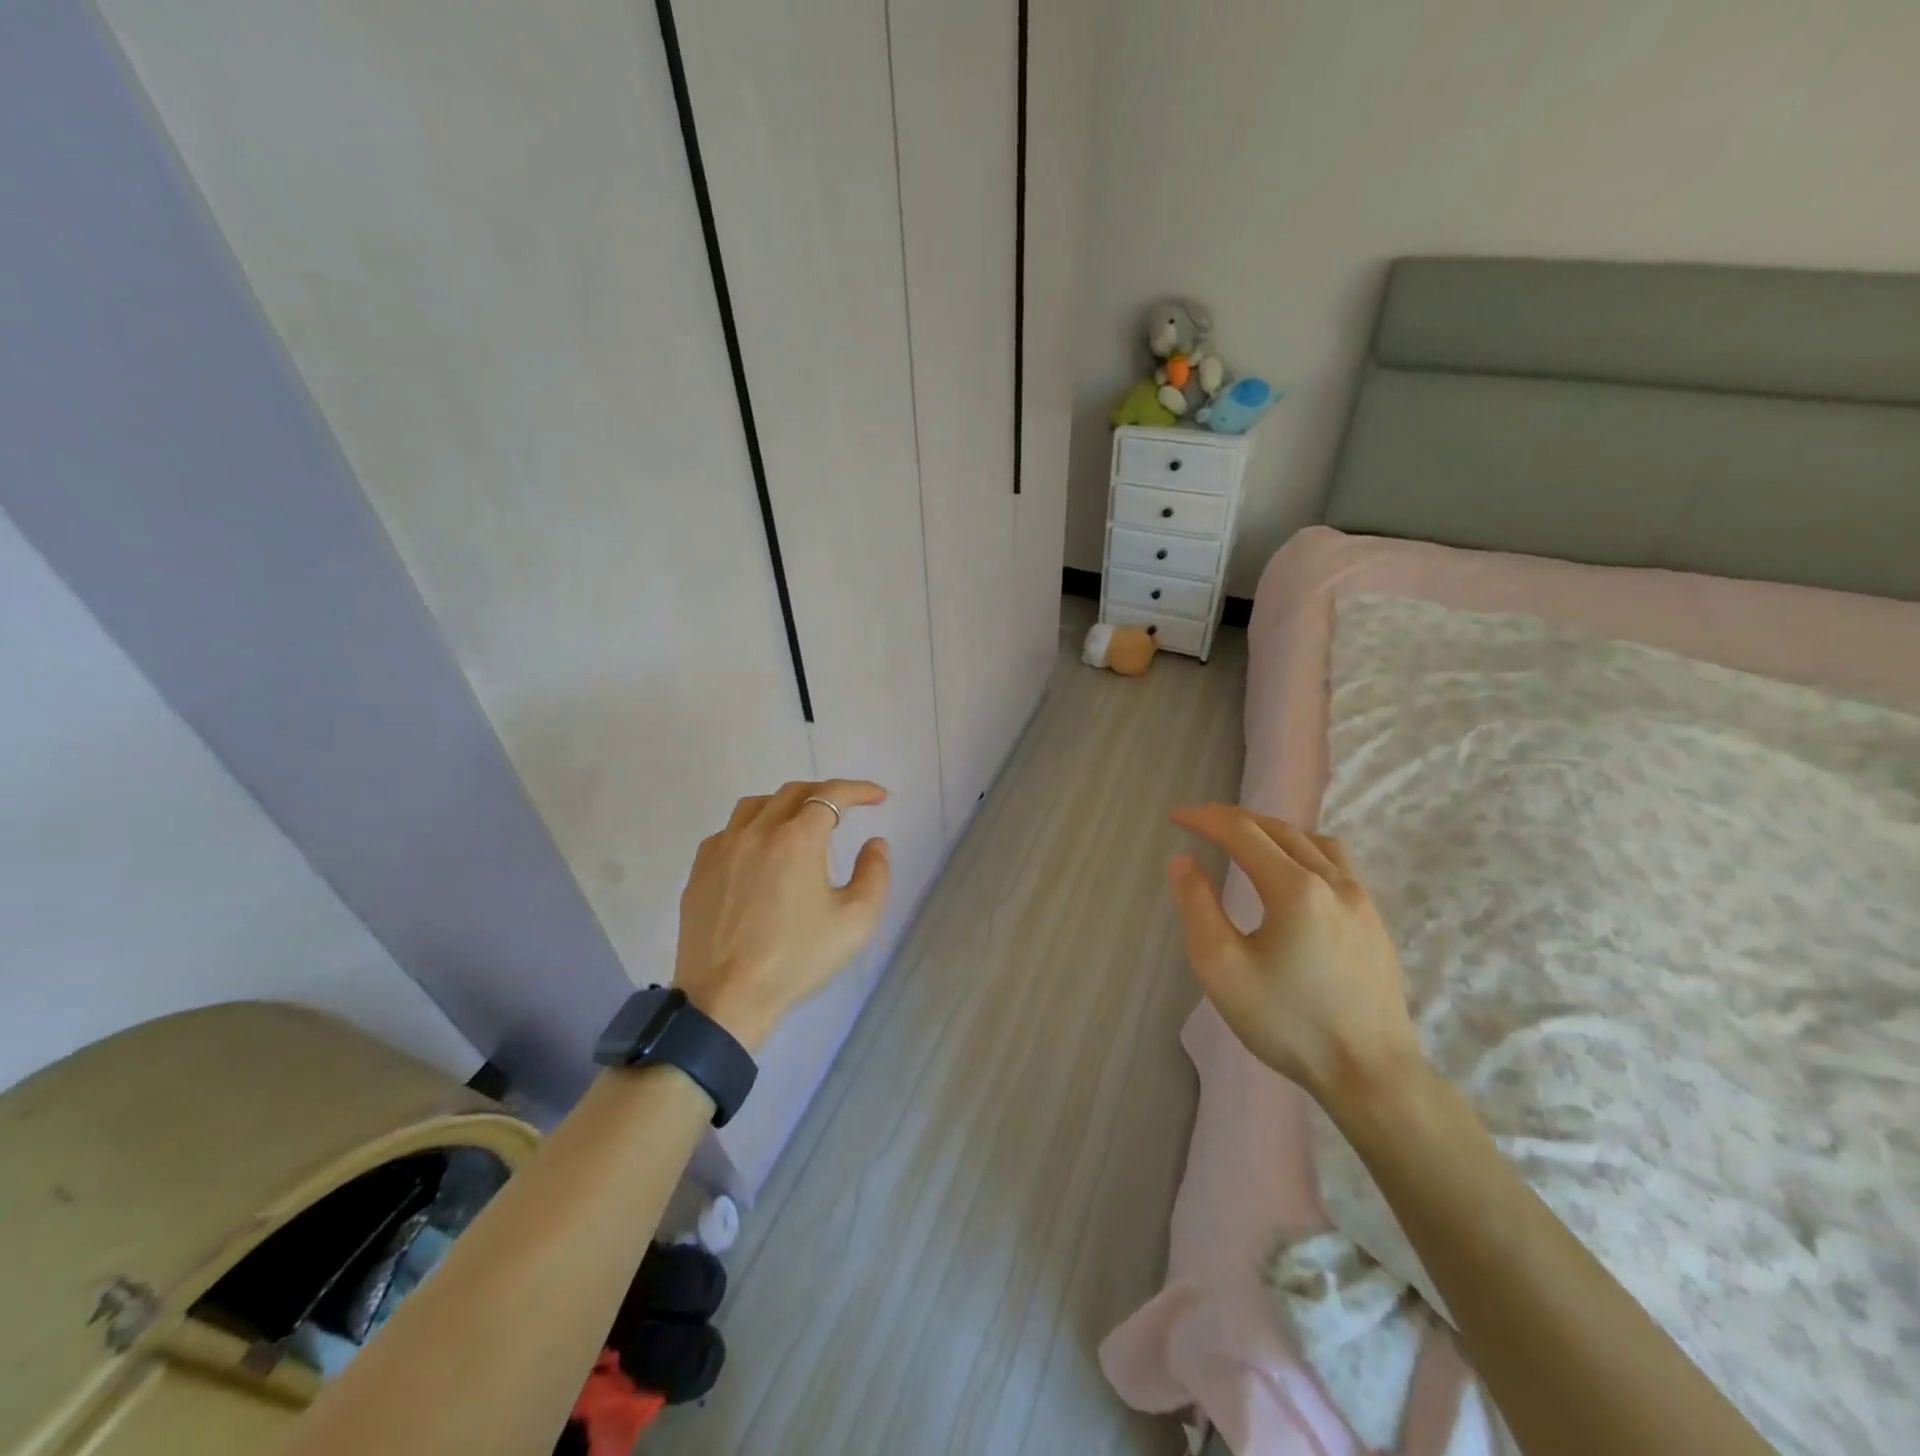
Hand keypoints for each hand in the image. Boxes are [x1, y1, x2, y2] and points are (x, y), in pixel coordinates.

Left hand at [673, 780, 890, 1050]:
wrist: (726, 999)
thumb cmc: (796, 959)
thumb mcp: (856, 921)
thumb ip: (875, 874)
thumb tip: (874, 844)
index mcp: (796, 840)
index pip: (830, 796)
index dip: (858, 790)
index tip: (878, 797)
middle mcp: (756, 832)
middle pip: (793, 792)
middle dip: (824, 793)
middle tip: (845, 808)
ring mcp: (722, 849)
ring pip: (755, 805)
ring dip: (785, 804)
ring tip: (801, 822)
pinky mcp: (699, 871)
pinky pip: (728, 832)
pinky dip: (752, 828)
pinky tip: (760, 851)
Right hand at [1167, 804, 1422, 1106]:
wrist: (1371, 1074)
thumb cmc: (1288, 1022)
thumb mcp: (1222, 968)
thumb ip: (1197, 907)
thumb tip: (1183, 861)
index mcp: (1294, 888)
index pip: (1242, 832)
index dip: (1205, 818)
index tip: (1176, 817)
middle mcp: (1332, 881)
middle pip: (1278, 829)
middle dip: (1234, 820)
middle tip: (1201, 824)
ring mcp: (1361, 899)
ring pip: (1313, 840)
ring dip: (1272, 830)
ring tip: (1245, 840)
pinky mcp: (1374, 920)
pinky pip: (1336, 862)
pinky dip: (1303, 849)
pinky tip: (1294, 872)